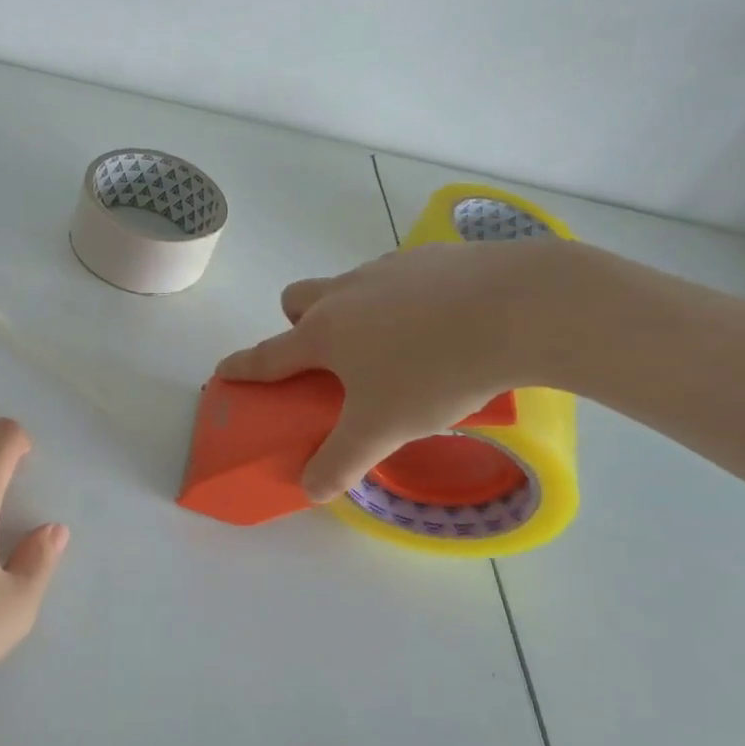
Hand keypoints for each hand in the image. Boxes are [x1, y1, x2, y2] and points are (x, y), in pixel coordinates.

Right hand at [215, 240, 572, 499]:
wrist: (520, 307)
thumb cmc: (435, 371)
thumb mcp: (384, 428)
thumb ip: (342, 460)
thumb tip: (311, 490)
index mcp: (324, 333)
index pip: (268, 354)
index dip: (243, 367)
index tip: (224, 371)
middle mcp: (345, 294)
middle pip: (297, 299)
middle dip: (298, 325)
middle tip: (333, 360)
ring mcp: (387, 268)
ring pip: (349, 286)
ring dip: (353, 312)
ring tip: (399, 347)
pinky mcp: (431, 256)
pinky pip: (399, 277)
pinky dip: (404, 299)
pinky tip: (443, 323)